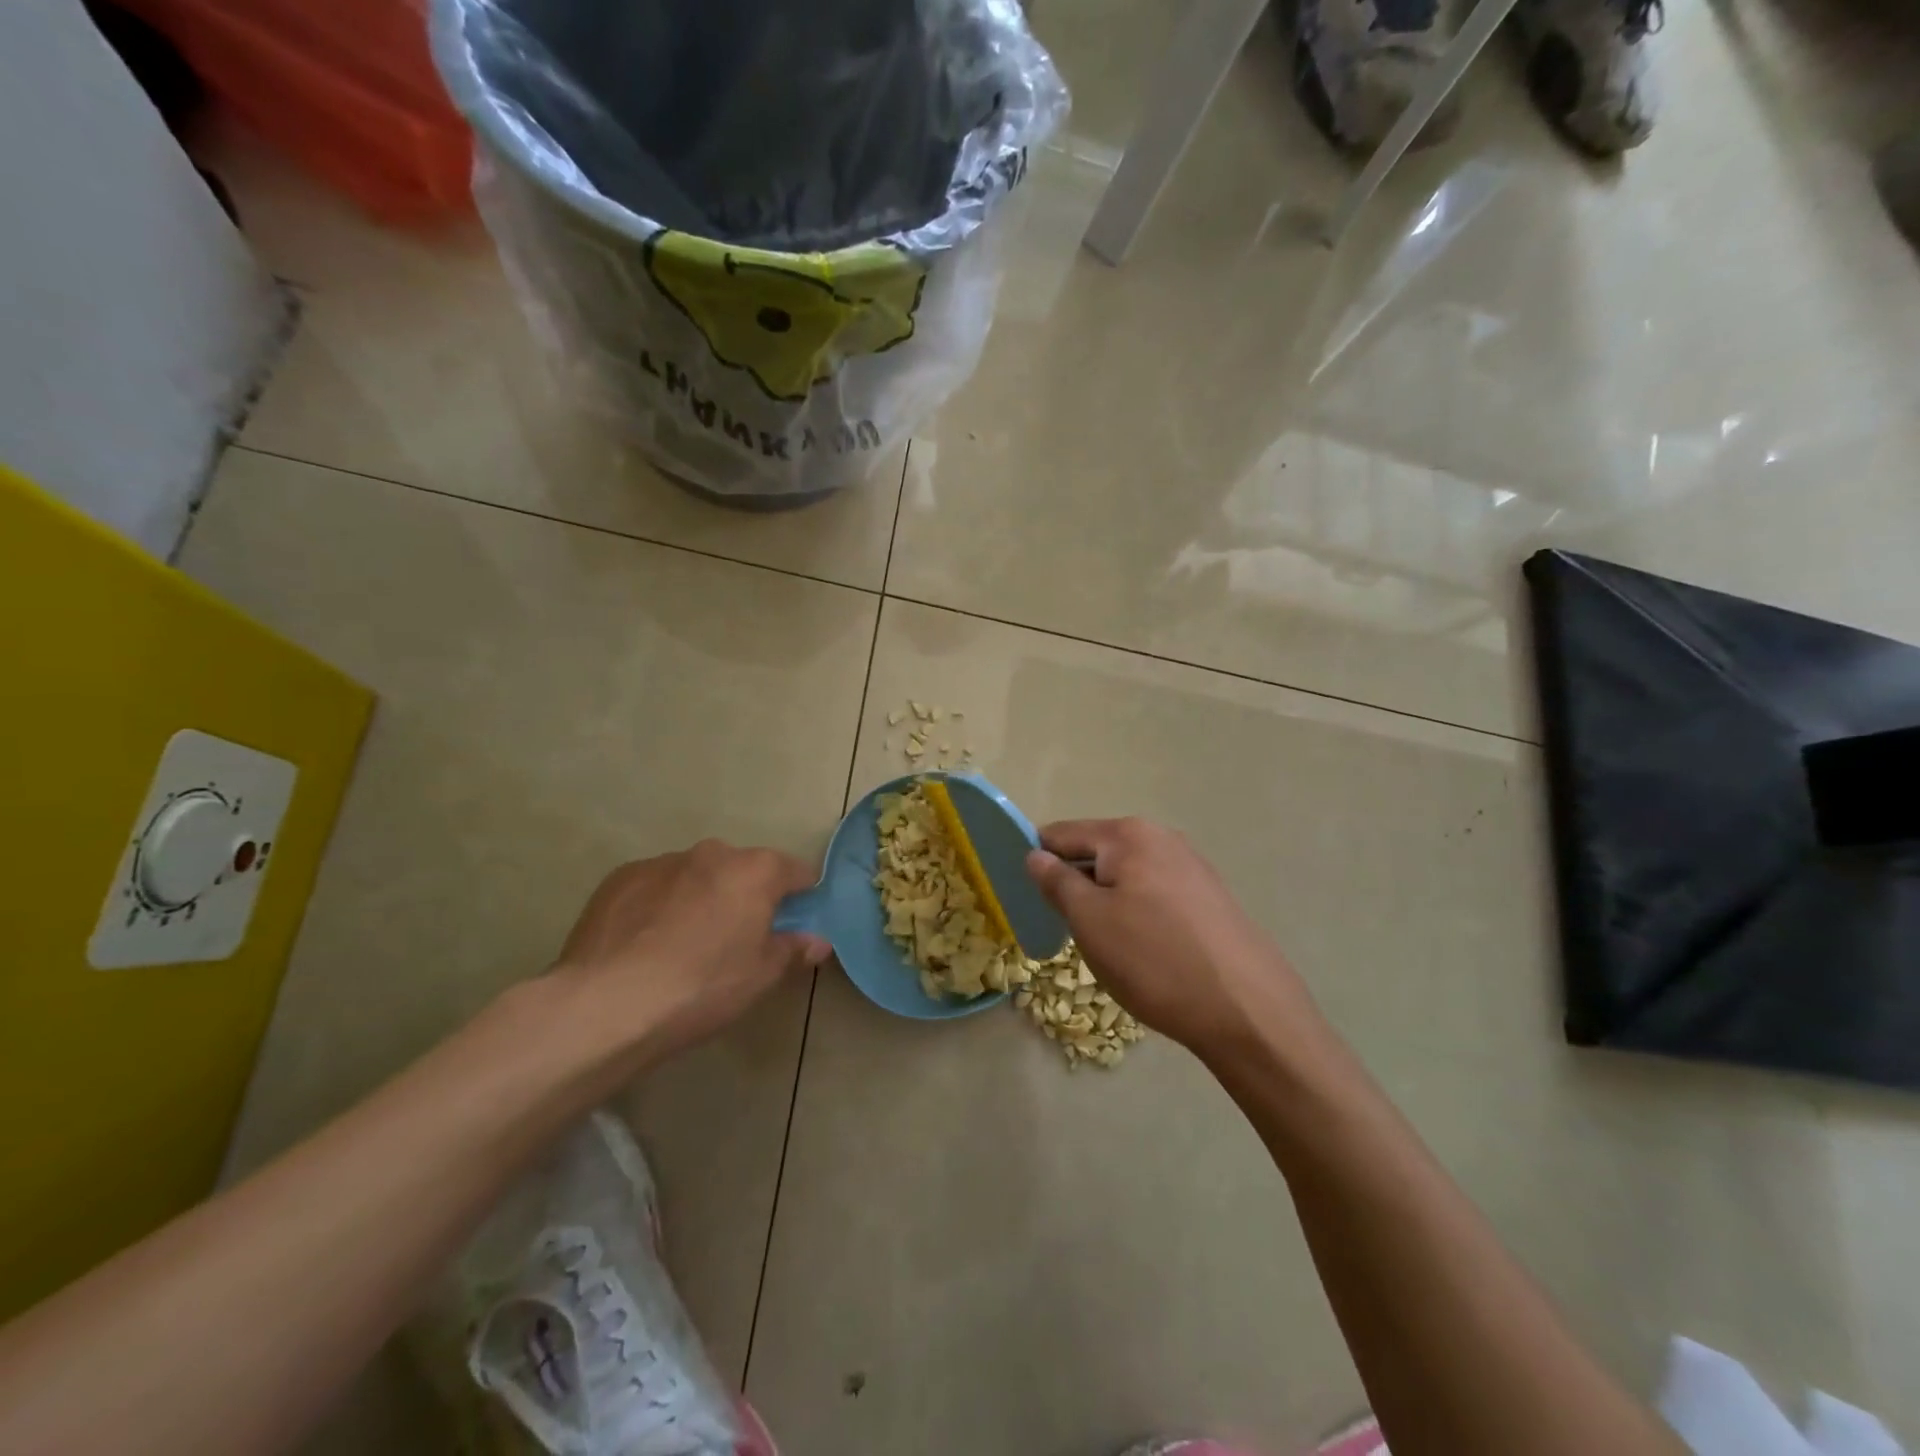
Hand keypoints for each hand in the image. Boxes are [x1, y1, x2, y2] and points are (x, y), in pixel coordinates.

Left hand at [552, 841, 830, 1064]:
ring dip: (700, 898)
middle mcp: (712, 853)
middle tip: (736, 940)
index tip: (793, 924)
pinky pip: (655, 886)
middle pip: (742, 869)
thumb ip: (793, 950)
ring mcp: (662, 862)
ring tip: (682, 946)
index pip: (796, 871)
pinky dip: (659, 905)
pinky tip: (645, 945)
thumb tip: (817, 941)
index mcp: (755, 871)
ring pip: (696, 876)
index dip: (800, 896)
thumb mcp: (760, 977)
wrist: (606, 1003)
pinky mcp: (620, 878)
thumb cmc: (701, 987)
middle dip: (745, 896)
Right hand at [1025, 818, 1321, 1062]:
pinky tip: (1145, 952)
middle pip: (1096, 853)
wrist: (1248, 1010)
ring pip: (1126, 877)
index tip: (1026, 898)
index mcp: (1127, 834)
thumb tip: (1035, 855)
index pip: (1061, 834)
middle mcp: (1162, 837)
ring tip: (1109, 948)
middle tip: (1068, 932)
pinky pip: (1154, 894)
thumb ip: (1057, 882)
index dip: (1037, 862)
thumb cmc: (1155, 960)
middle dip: (1075, 886)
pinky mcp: (1210, 897)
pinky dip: (1137, 915)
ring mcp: (1191, 866)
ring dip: (1106, 903)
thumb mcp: (1090, 922)